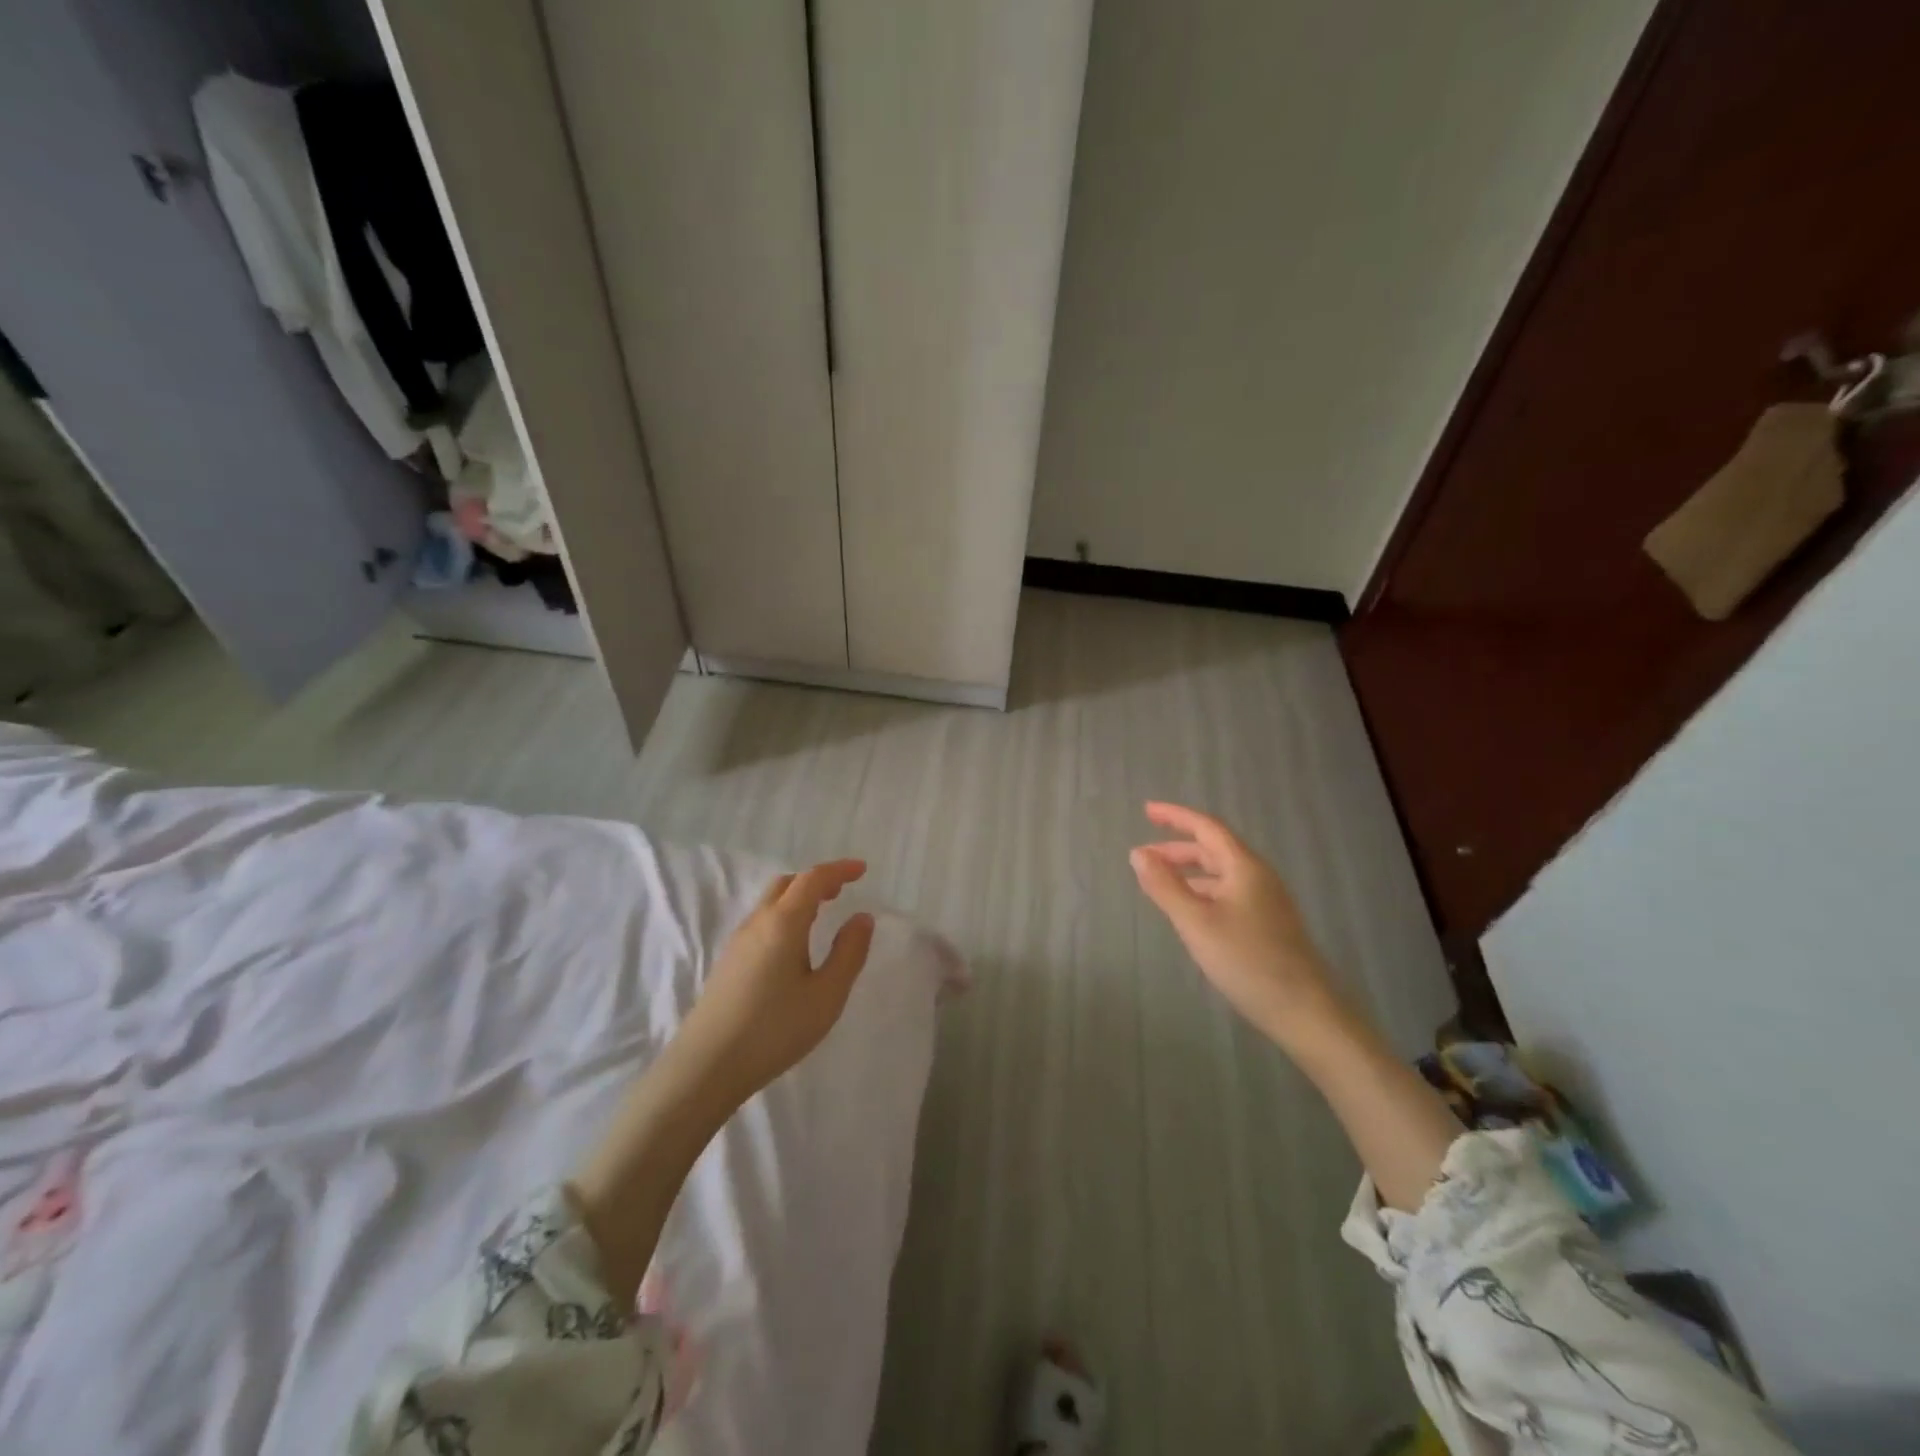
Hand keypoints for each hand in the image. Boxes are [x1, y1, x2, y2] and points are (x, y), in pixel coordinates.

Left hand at [668, 860, 875, 1110]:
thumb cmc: (774, 1029)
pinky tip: (794, 947)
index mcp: (783, 922)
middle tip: (842, 891)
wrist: (706, 1067)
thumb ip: (849, 953)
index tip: (862, 870)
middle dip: (816, 881)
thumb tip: (862, 918)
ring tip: (822, 915)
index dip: (839, 870)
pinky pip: (762, 923)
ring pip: (771, 903)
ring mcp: (738, 943)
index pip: (812, 879)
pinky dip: (785, 917)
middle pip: (787, 884)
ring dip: (799, 898)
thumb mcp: (826, 995)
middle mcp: (758, 923)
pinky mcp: (729, 963)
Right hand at [1130, 802, 1338, 1044]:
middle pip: (1214, 849)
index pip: (1206, 827)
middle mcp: (1258, 877)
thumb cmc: (1247, 961)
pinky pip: (1228, 893)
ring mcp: (1266, 901)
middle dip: (1177, 847)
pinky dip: (1202, 891)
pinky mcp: (1268, 924)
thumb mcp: (1196, 922)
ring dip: (1188, 871)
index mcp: (1244, 867)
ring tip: (1159, 883)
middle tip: (1144, 855)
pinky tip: (1190, 912)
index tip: (1146, 811)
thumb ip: (1165, 886)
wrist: (1305, 1011)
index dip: (1175, 816)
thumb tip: (1138, 853)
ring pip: (1221, 874)